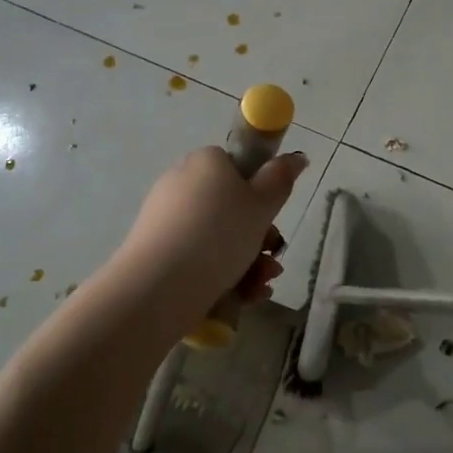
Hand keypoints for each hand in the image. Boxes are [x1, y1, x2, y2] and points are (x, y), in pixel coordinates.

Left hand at [116, 146, 310, 313]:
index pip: (238, 169)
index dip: (260, 195)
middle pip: (231, 208)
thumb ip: (281, 179)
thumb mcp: (262, 205)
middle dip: (259, 238)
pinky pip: (197, 256)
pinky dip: (221, 273)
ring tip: (260, 286)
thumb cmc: (219, 235)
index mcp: (206, 162)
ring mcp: (165, 218)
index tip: (273, 222)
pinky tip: (242, 296)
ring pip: (217, 237)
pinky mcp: (155, 250)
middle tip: (273, 260)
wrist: (159, 285)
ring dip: (248, 261)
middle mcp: (182, 183)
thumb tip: (297, 156)